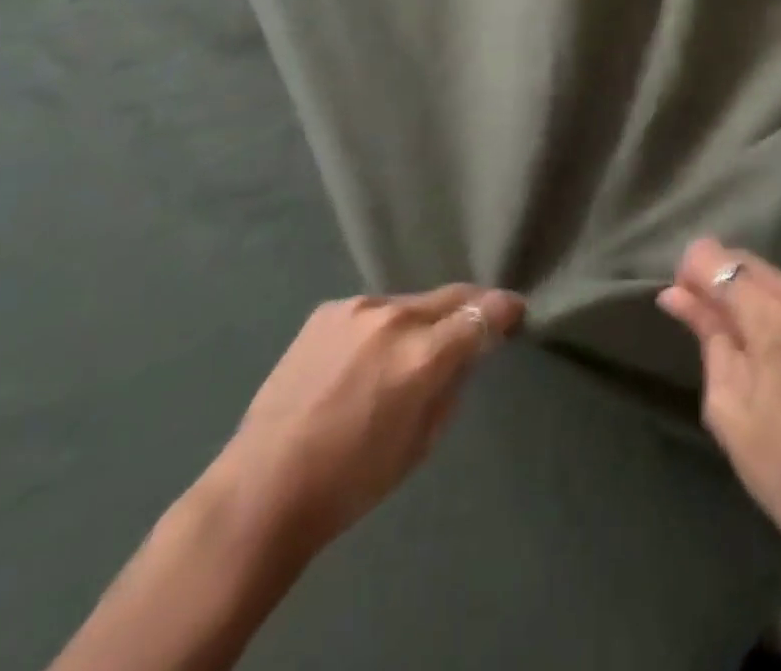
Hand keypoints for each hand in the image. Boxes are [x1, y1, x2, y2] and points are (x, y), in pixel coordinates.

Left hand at [50, 285, 522, 670]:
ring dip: (423, 319)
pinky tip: (368, 356)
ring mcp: (357, 307)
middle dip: (471, 306)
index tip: (516, 311)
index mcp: (423, 354)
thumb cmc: (352, 479)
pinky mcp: (328, 309)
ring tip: (413, 349)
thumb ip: (453, 385)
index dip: (505, 309)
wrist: (264, 485)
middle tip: (480, 321)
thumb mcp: (422, 441)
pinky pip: (373, 310)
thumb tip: (467, 353)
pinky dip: (384, 326)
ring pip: (411, 302)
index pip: (481, 313)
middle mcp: (394, 316)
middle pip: (451, 296)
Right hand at [657, 239, 780, 577]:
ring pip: (779, 280)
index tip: (680, 298)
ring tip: (743, 341)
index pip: (718, 261)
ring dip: (753, 297)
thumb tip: (676, 294)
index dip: (691, 271)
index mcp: (778, 317)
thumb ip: (707, 334)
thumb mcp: (728, 404)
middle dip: (720, 281)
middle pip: (750, 264)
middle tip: (703, 319)